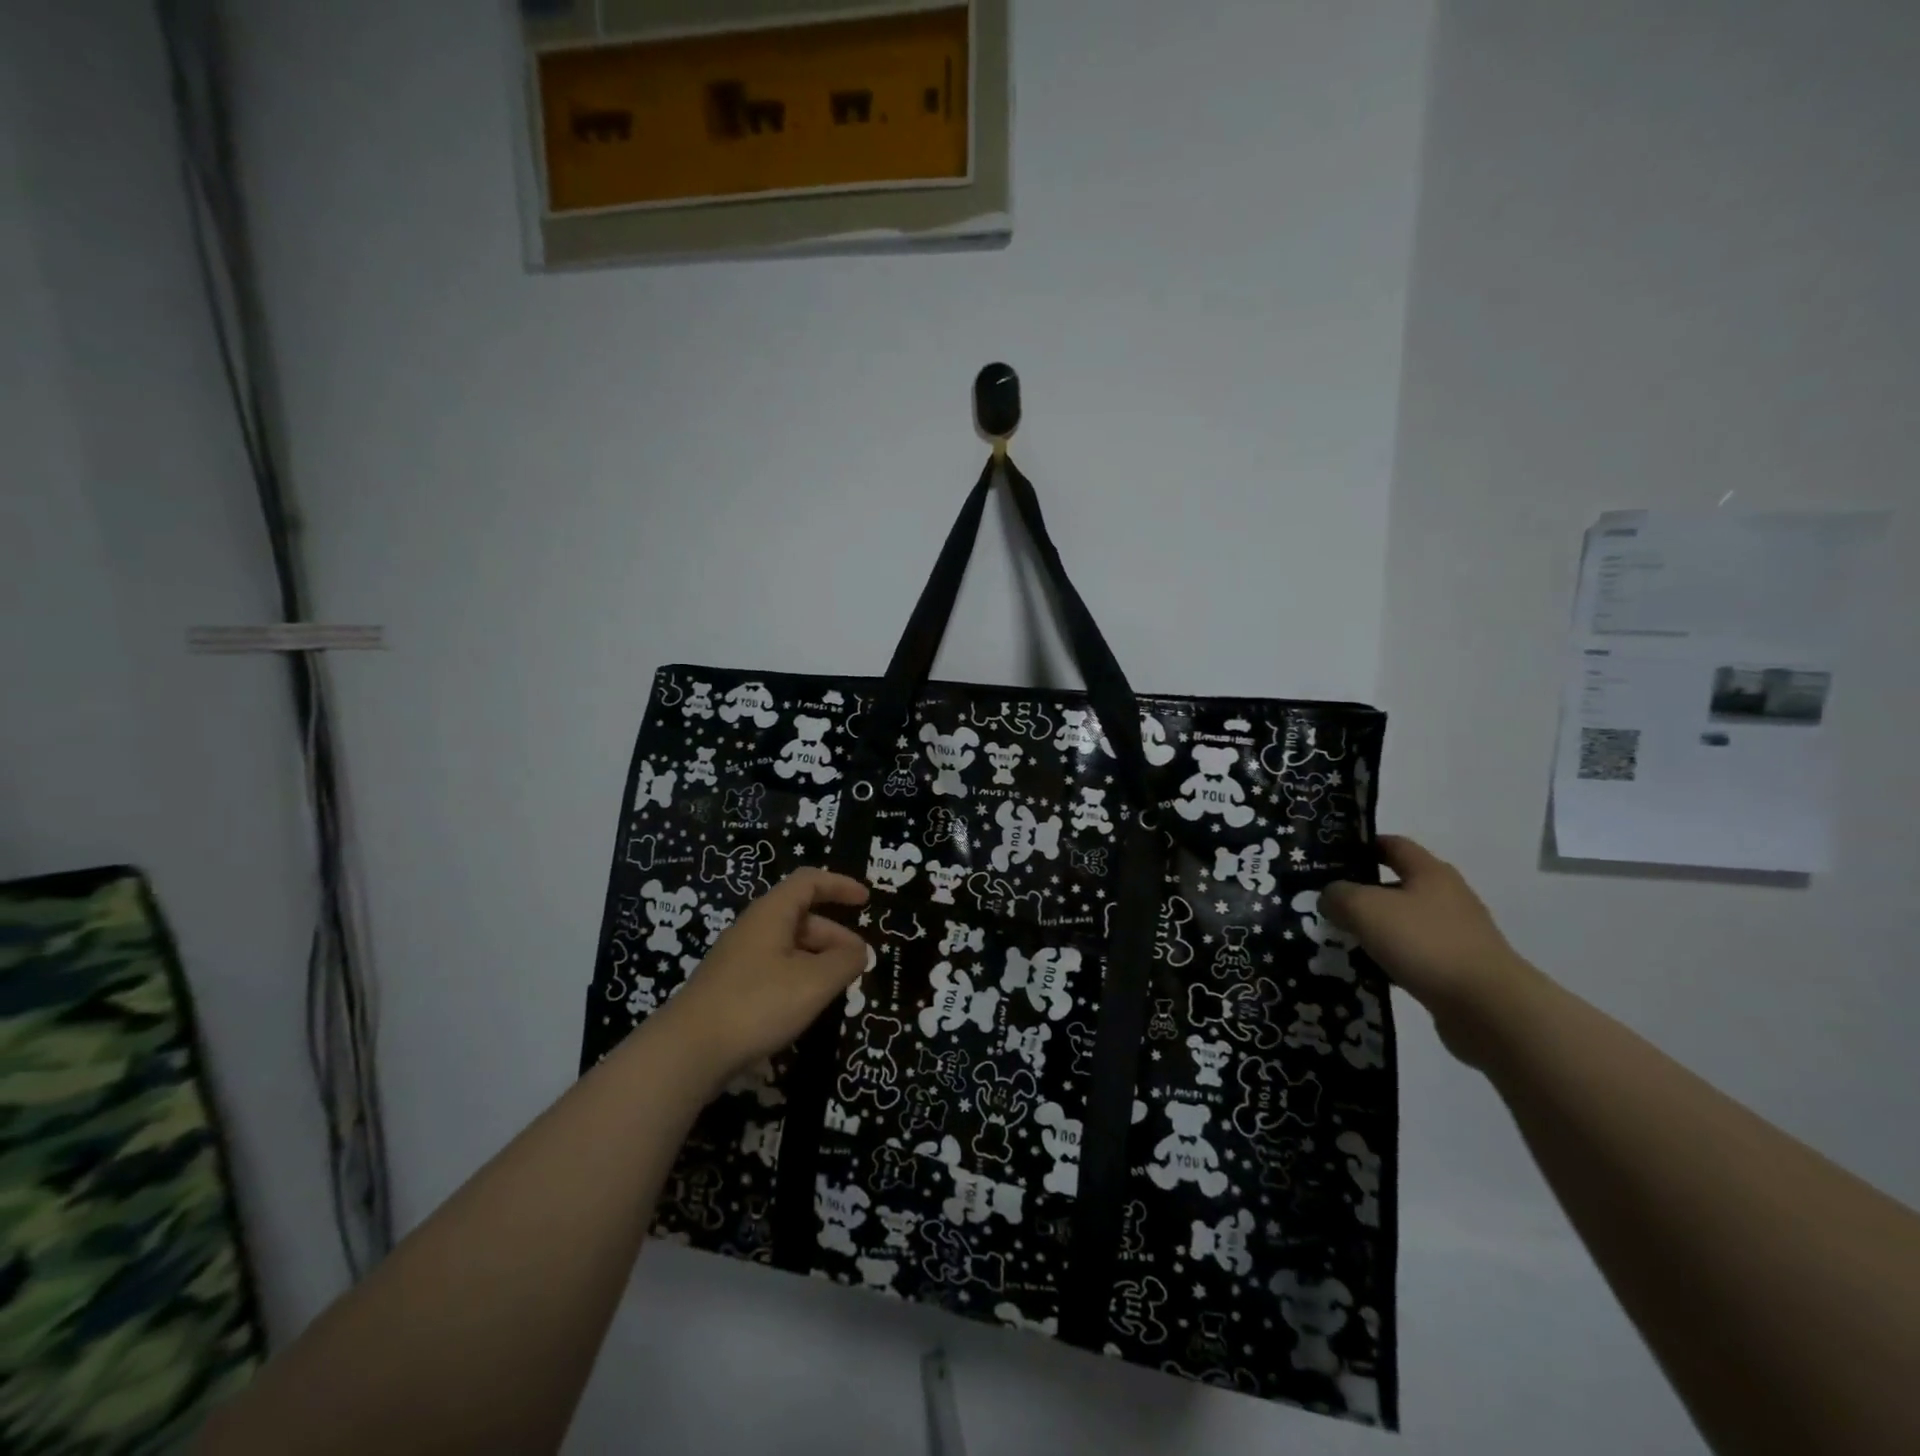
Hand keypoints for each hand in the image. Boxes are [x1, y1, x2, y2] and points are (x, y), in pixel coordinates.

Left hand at [656, 869, 870, 1085]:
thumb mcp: (814, 982)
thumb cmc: (757, 1004)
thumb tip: (859, 951)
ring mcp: (738, 958)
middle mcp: (753, 928)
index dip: (840, 885)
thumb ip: (844, 961)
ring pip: (789, 945)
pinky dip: (799, 976)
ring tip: (838, 987)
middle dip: (835, 935)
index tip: (866, 901)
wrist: (687, 1051)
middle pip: (802, 916)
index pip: (809, 882)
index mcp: (771, 913)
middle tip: (858, 962)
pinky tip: (806, 1004)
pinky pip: (774, 968)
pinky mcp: (730, 986)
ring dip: (818, 958)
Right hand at [1321, 836, 1540, 1064]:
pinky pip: (1414, 956)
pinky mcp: (1458, 969)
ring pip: (1403, 923)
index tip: (1330, 856)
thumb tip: (1330, 898)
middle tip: (1325, 903)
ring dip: (1374, 930)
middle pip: (1396, 886)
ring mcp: (1456, 935)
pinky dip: (1390, 960)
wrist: (1489, 1008)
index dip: (1361, 846)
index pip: (1393, 845)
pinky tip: (1367, 972)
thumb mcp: (1365, 908)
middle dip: (1361, 893)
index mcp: (1430, 872)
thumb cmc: (1425, 943)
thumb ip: (1338, 895)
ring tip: (1339, 940)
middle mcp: (1447, 897)